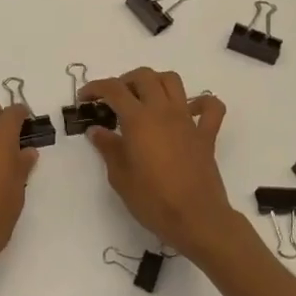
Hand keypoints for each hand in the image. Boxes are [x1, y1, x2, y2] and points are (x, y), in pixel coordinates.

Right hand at [80, 68, 237, 258]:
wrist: (196, 219)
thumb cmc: (152, 199)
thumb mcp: (119, 176)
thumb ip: (108, 148)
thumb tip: (97, 131)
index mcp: (138, 119)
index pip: (113, 89)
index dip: (95, 88)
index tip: (84, 98)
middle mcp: (163, 111)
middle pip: (144, 76)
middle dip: (125, 81)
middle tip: (114, 99)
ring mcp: (187, 120)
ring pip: (173, 81)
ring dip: (155, 82)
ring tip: (144, 99)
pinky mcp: (206, 134)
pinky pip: (210, 107)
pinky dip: (200, 102)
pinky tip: (187, 111)